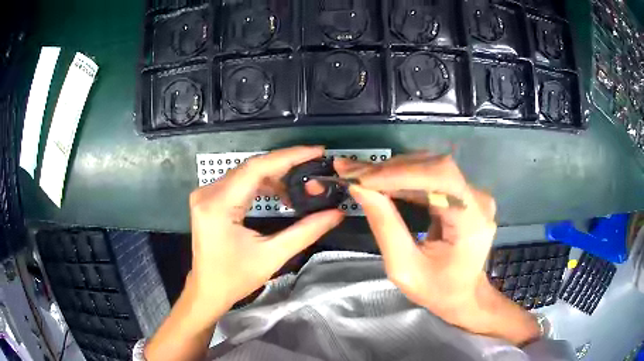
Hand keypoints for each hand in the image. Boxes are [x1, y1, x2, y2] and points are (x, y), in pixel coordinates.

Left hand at [189, 146, 343, 311]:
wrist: (208, 290)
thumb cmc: (235, 278)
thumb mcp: (273, 256)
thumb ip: (306, 232)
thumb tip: (335, 214)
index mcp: (218, 205)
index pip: (256, 168)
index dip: (289, 156)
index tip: (316, 151)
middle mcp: (207, 193)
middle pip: (252, 167)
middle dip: (285, 166)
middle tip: (314, 166)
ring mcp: (205, 194)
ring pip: (246, 173)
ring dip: (274, 176)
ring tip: (299, 187)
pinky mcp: (209, 199)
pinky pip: (239, 182)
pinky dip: (261, 184)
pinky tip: (279, 194)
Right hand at [335, 154, 538, 344]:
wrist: (464, 294)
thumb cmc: (437, 290)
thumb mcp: (404, 268)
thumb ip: (385, 226)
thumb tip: (359, 188)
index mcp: (472, 222)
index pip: (441, 179)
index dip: (401, 173)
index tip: (363, 179)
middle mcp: (478, 200)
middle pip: (434, 167)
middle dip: (390, 170)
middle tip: (351, 171)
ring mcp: (472, 194)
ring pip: (430, 167)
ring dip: (393, 171)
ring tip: (360, 175)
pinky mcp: (463, 193)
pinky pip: (431, 176)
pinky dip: (402, 177)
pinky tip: (380, 181)